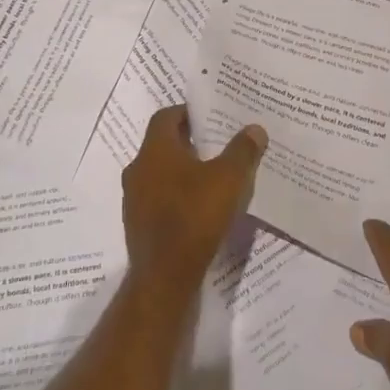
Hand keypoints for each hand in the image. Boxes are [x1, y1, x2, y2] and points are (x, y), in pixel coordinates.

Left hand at [121, 106, 266, 304]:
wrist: (165, 278)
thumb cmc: (195, 216)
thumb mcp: (229, 179)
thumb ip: (242, 150)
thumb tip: (254, 128)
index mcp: (155, 150)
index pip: (165, 117)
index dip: (187, 112)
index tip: (210, 115)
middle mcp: (138, 170)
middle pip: (163, 145)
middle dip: (189, 142)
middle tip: (218, 143)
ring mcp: (134, 200)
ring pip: (160, 174)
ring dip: (183, 171)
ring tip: (214, 176)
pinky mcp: (139, 226)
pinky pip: (159, 200)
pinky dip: (178, 197)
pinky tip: (201, 208)